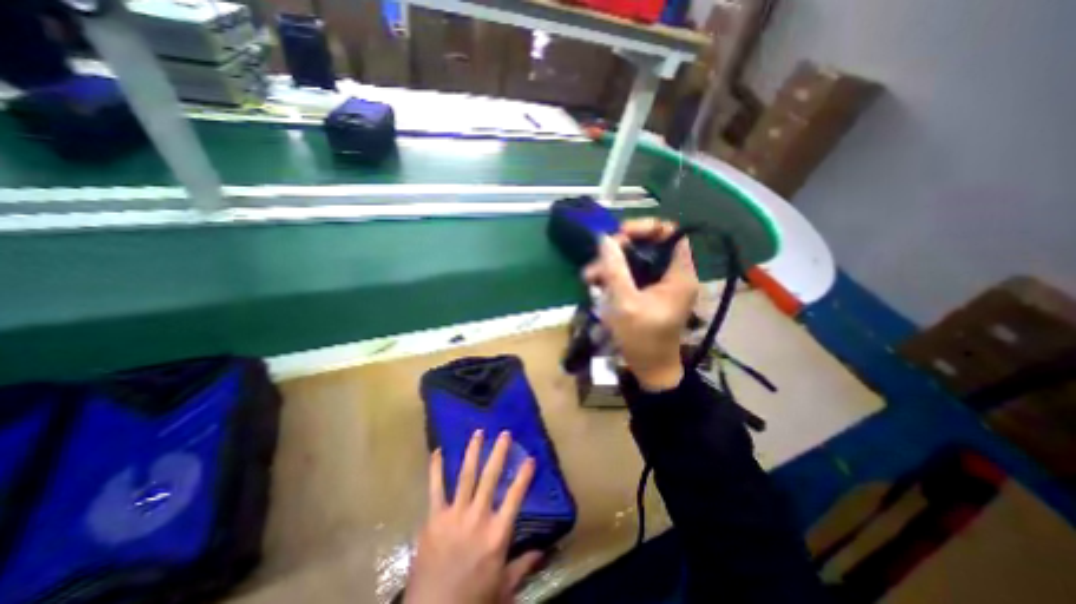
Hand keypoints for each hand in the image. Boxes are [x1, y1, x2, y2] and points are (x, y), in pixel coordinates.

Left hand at [403, 429, 543, 603]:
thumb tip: (543, 550)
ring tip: (478, 433)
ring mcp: (454, 515)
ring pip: (466, 476)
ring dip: (473, 452)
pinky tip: (438, 451)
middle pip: (490, 478)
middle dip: (498, 453)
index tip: (530, 458)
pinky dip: (436, 469)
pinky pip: (435, 489)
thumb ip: (522, 566)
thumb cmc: (472, 600)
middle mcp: (478, 518)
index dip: (524, 476)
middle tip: (504, 433)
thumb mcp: (503, 588)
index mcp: (497, 534)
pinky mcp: (434, 519)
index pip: (515, 497)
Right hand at [586, 218, 703, 391]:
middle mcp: (672, 275)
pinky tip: (596, 285)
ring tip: (589, 277)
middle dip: (620, 249)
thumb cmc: (642, 339)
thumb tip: (604, 239)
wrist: (649, 370)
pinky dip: (614, 276)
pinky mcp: (648, 293)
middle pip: (649, 245)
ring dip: (611, 264)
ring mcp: (659, 285)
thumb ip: (615, 269)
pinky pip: (631, 275)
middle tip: (598, 261)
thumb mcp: (625, 303)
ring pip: (635, 260)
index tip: (619, 235)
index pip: (670, 233)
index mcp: (679, 275)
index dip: (645, 228)